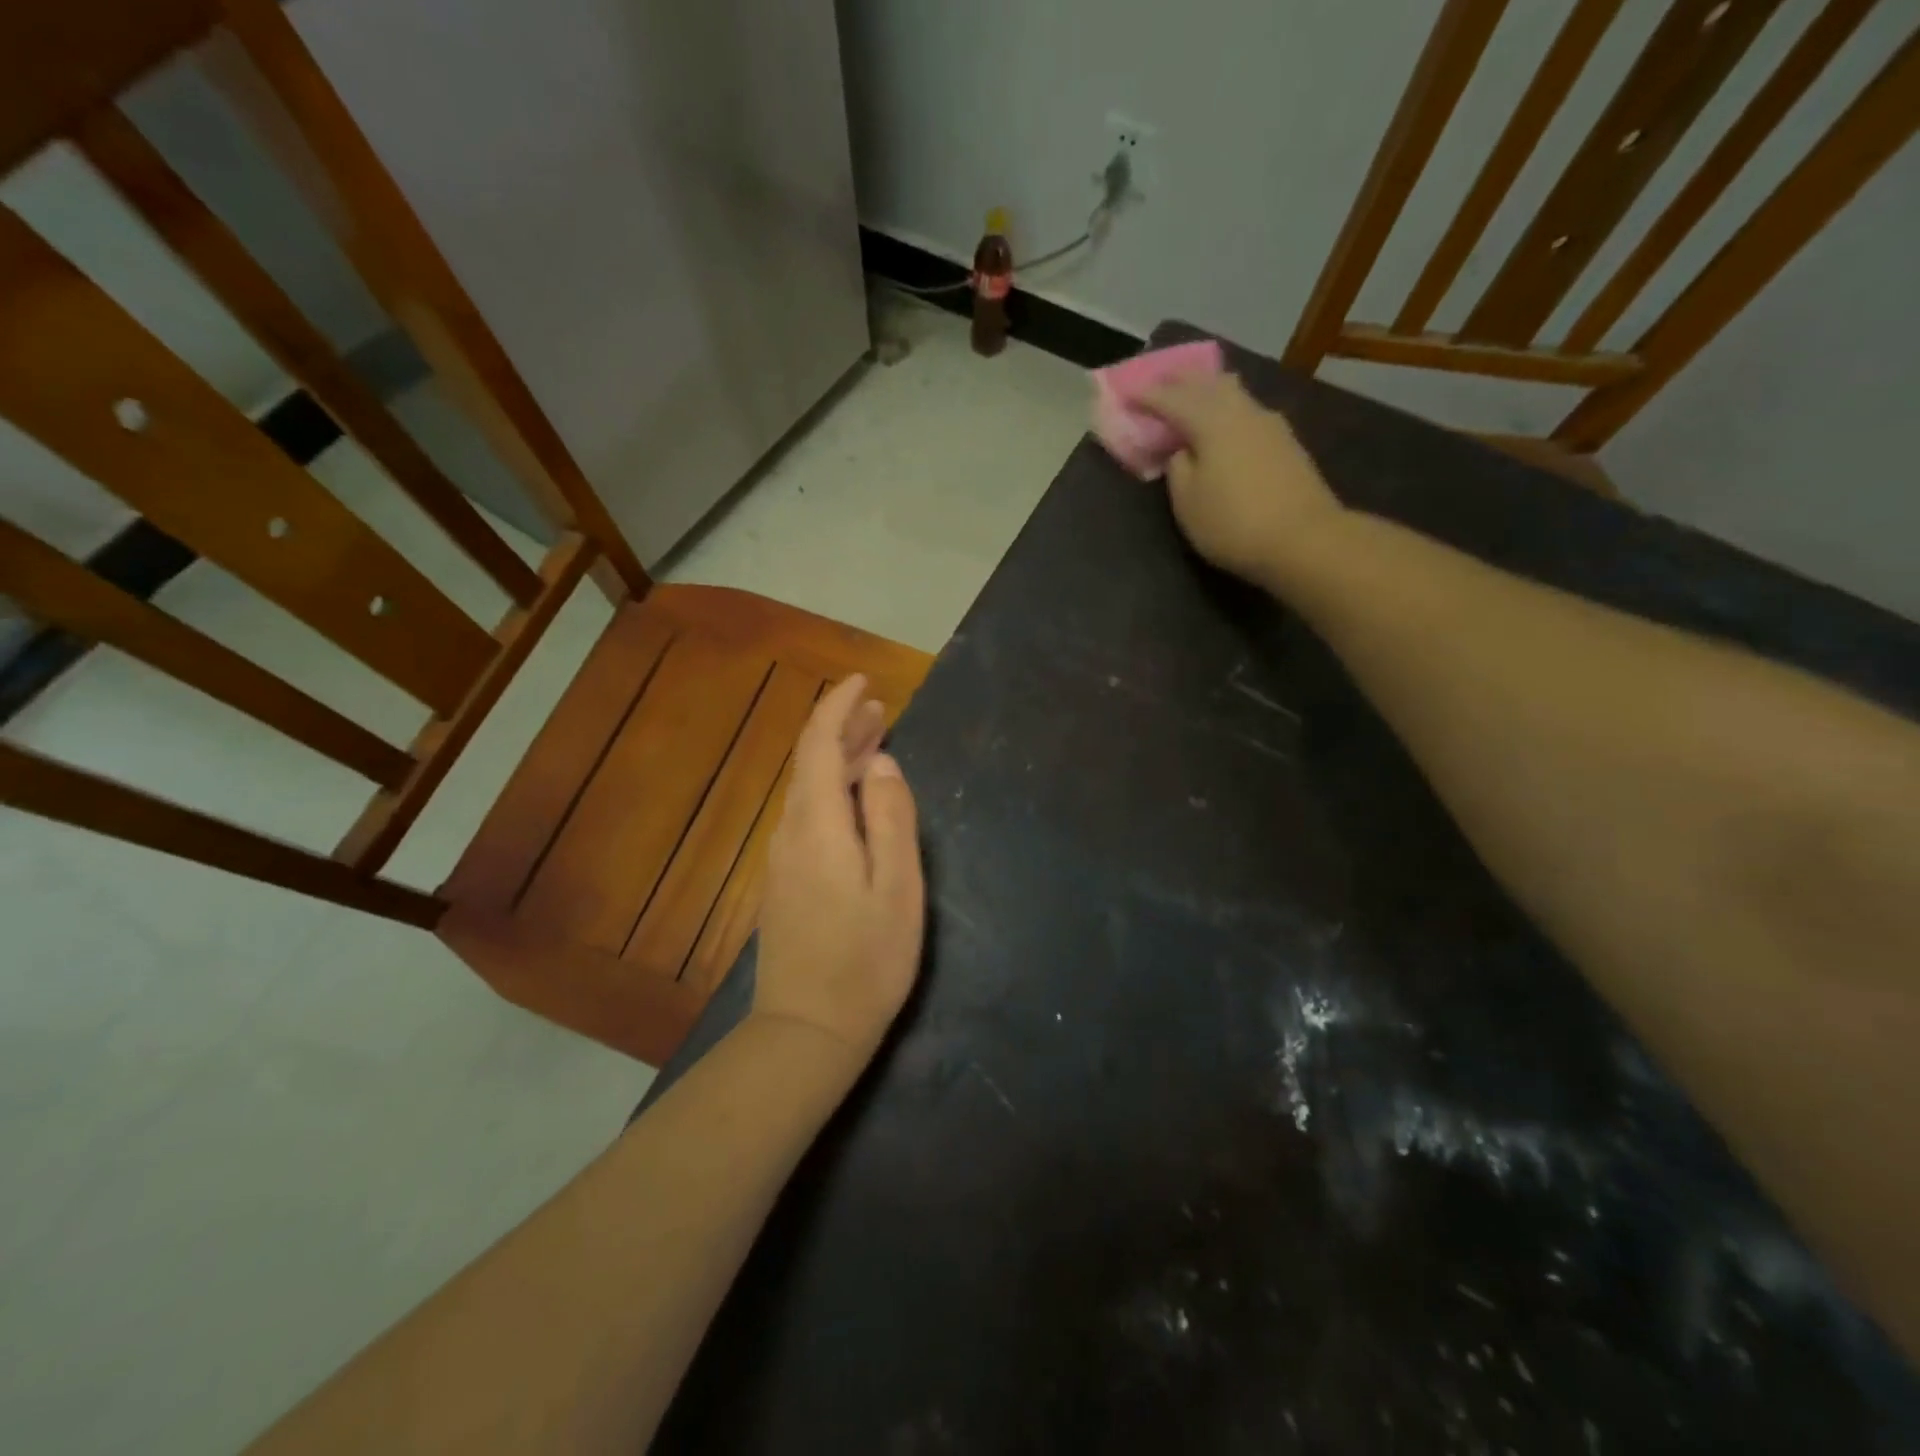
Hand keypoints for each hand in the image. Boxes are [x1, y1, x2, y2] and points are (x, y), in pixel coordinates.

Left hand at [752, 674, 924, 1068]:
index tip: (862, 681)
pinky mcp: (786, 883)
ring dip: (840, 760)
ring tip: (876, 743)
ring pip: (810, 790)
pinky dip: (834, 792)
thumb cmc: (866, 959)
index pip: (818, 744)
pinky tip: (857, 800)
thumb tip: (882, 763)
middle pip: (811, 763)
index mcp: (818, 824)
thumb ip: (891, 817)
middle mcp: (792, 832)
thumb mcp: (897, 886)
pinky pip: (809, 816)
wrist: (807, 1031)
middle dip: (843, 728)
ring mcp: (783, 859)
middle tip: (880, 708)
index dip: (838, 706)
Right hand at [1141, 372, 1343, 588]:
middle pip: (1208, 383)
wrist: (1304, 539)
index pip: (1171, 398)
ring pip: (1233, 393)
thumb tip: (1183, 450)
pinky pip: (1247, 413)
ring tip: (1193, 394)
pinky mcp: (1286, 443)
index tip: (1126, 394)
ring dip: (1208, 390)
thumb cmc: (1233, 523)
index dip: (1147, 395)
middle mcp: (1241, 411)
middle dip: (1181, 381)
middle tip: (1160, 381)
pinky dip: (1227, 410)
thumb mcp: (1187, 502)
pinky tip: (1224, 422)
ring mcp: (1269, 424)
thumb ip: (1178, 469)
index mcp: (1210, 421)